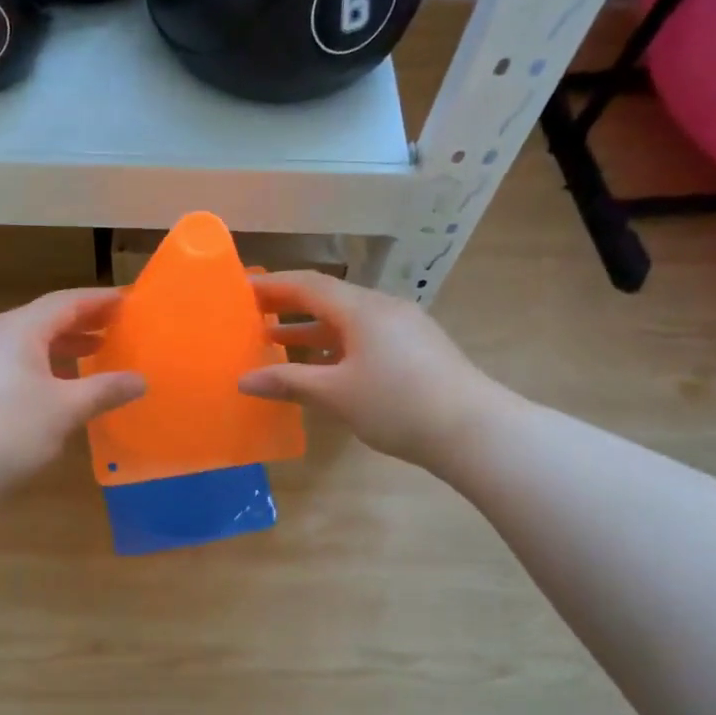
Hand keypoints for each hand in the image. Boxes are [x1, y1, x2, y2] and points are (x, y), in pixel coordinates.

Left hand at [0, 288, 145, 493]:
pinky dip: (36, 362)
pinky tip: (51, 384)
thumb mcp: (65, 410)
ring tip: (90, 356)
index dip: (99, 301)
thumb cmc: (10, 428)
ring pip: (24, 340)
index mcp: (20, 328)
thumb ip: (104, 390)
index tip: (127, 302)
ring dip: (59, 346)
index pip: (67, 301)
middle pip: (44, 318)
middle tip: (114, 330)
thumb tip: (140, 380)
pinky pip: (8, 358)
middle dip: (81, 324)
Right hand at [238, 272, 512, 470]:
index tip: (241, 289)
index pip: (308, 284)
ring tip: (277, 343)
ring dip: (312, 329)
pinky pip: (365, 337)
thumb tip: (244, 380)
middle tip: (252, 316)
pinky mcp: (417, 350)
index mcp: (362, 309)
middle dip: (289, 306)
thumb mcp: (336, 394)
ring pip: (348, 320)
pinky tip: (324, 368)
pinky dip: (336, 345)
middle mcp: (384, 309)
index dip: (272, 285)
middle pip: (328, 298)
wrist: (474, 430)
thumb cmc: (398, 405)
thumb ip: (289, 382)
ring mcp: (404, 328)